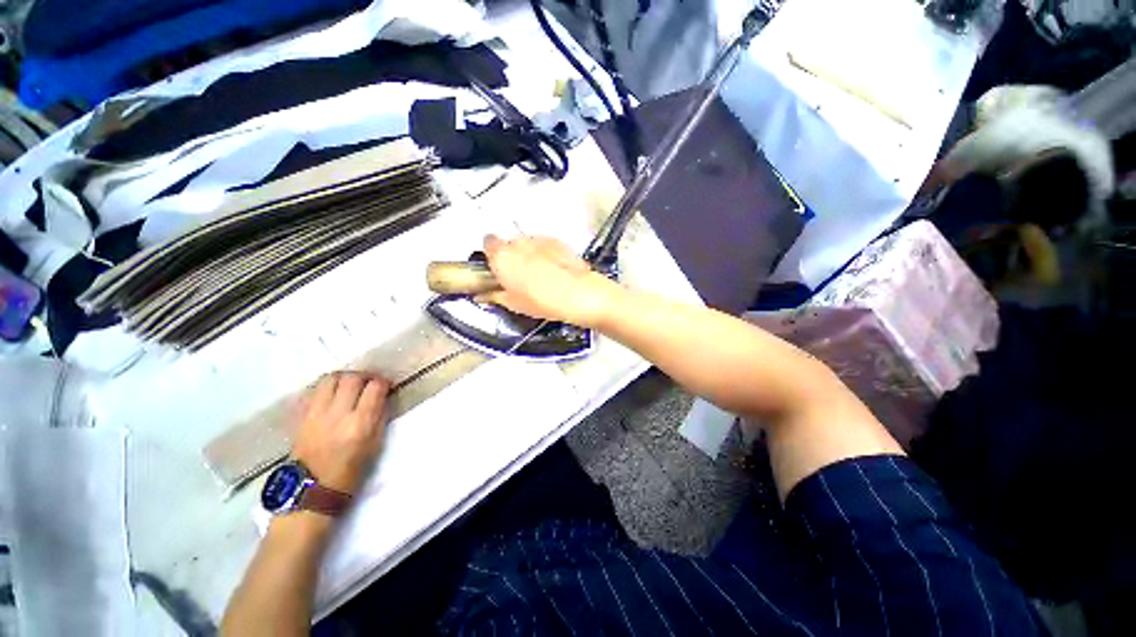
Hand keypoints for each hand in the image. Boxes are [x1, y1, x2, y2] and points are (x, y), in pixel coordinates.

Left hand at [292, 372, 389, 493]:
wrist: (310, 490)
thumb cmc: (350, 472)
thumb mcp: (374, 446)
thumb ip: (379, 418)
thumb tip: (382, 397)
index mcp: (359, 424)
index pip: (374, 388)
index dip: (383, 382)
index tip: (386, 385)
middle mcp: (337, 415)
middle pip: (351, 379)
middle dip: (364, 376)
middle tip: (369, 382)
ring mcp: (315, 414)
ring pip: (330, 379)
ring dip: (343, 377)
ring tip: (349, 384)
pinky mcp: (301, 417)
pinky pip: (314, 391)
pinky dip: (326, 387)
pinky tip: (332, 394)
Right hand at [477, 234, 620, 327]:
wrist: (578, 294)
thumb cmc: (540, 301)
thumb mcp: (513, 304)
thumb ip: (493, 296)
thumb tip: (481, 295)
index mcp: (501, 256)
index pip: (487, 243)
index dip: (491, 255)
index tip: (497, 269)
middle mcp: (517, 242)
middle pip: (508, 243)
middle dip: (511, 256)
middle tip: (518, 276)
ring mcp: (539, 239)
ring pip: (526, 244)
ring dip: (528, 254)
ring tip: (540, 274)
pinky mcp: (557, 241)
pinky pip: (543, 245)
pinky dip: (544, 253)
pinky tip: (554, 269)